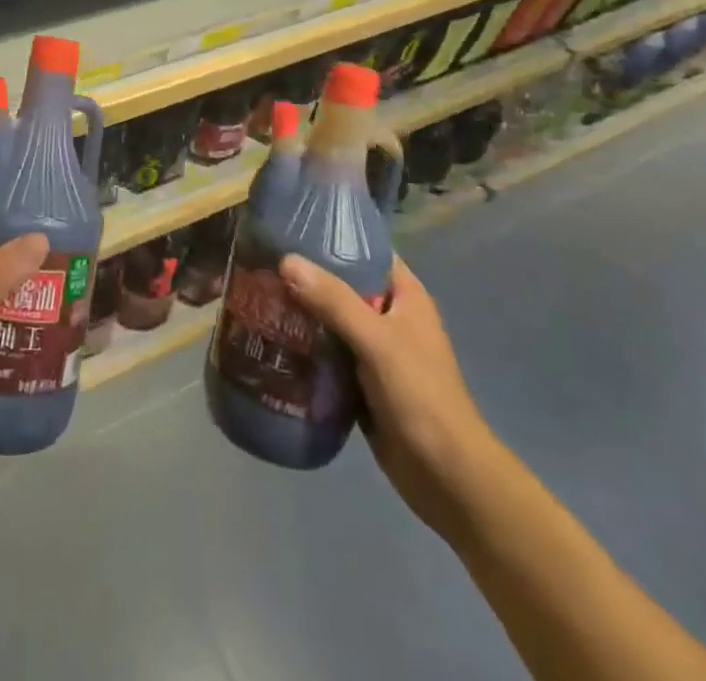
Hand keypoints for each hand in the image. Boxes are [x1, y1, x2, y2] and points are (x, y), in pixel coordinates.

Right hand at [279, 252, 496, 540]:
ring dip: (301, 311)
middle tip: (262, 262)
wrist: (447, 479)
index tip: (289, 225)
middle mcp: (390, 316)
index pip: (365, 248)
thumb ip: (334, 301)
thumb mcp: (378, 341)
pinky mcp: (361, 381)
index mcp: (405, 295)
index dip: (332, 234)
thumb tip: (286, 260)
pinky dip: (304, 345)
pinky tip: (272, 339)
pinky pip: (327, 352)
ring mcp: (375, 350)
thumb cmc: (421, 397)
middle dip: (306, 275)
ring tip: (258, 295)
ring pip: (331, 319)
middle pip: (342, 283)